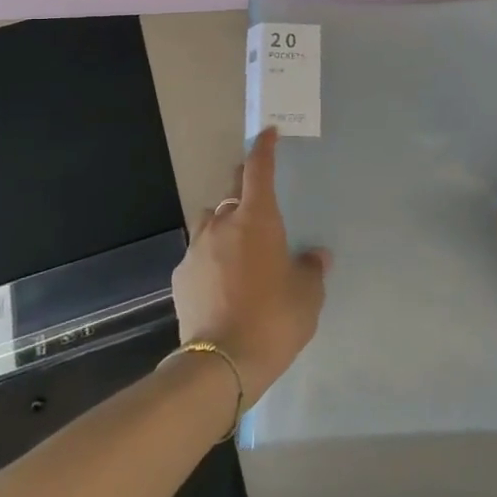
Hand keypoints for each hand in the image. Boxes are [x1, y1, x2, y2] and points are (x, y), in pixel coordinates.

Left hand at [172, 128, 328, 403]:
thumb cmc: (274, 319)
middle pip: (232, 192)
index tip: (268, 133)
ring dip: (224, 224)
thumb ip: (311, 269)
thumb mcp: (307, 295)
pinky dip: (210, 257)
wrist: (220, 363)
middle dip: (244, 187)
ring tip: (238, 245)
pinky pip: (198, 253)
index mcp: (257, 219)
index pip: (259, 170)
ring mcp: (197, 249)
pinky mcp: (180, 276)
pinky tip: (220, 281)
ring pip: (210, 221)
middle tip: (258, 199)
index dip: (264, 148)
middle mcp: (223, 224)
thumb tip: (315, 256)